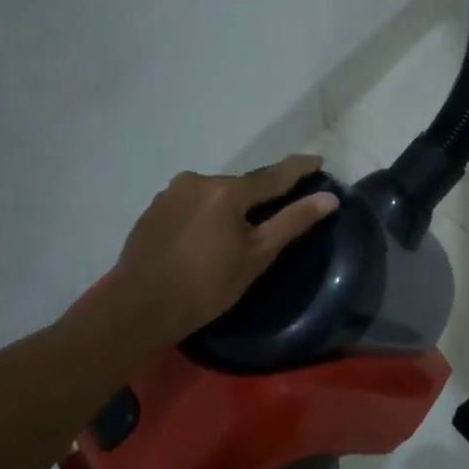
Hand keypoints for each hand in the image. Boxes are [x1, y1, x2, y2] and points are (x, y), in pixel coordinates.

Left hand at [110, 155, 337, 343]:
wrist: (139, 308)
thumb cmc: (206, 285)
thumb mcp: (257, 256)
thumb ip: (293, 222)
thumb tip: (329, 198)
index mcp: (226, 189)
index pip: (273, 175)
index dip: (299, 169)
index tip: (318, 160)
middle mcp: (197, 180)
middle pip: (241, 186)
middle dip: (259, 198)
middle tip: (275, 216)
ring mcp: (170, 193)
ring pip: (214, 195)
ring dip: (229, 208)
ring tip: (236, 234)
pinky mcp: (153, 210)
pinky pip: (191, 205)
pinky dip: (206, 216)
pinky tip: (205, 239)